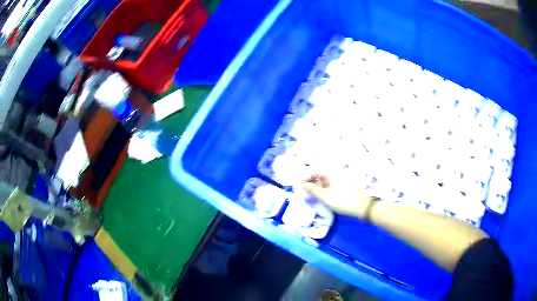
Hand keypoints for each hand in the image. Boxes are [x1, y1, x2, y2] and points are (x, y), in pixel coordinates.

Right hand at [303, 174, 373, 217]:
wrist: (363, 206)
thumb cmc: (343, 200)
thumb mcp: (325, 196)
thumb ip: (313, 189)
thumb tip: (301, 183)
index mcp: (331, 174)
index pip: (316, 172)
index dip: (307, 178)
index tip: (300, 186)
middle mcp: (336, 175)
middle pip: (321, 177)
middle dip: (312, 184)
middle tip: (305, 193)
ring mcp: (341, 182)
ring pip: (326, 183)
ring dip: (318, 189)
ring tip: (313, 197)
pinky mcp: (345, 189)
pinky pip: (332, 188)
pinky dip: (325, 192)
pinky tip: (323, 199)